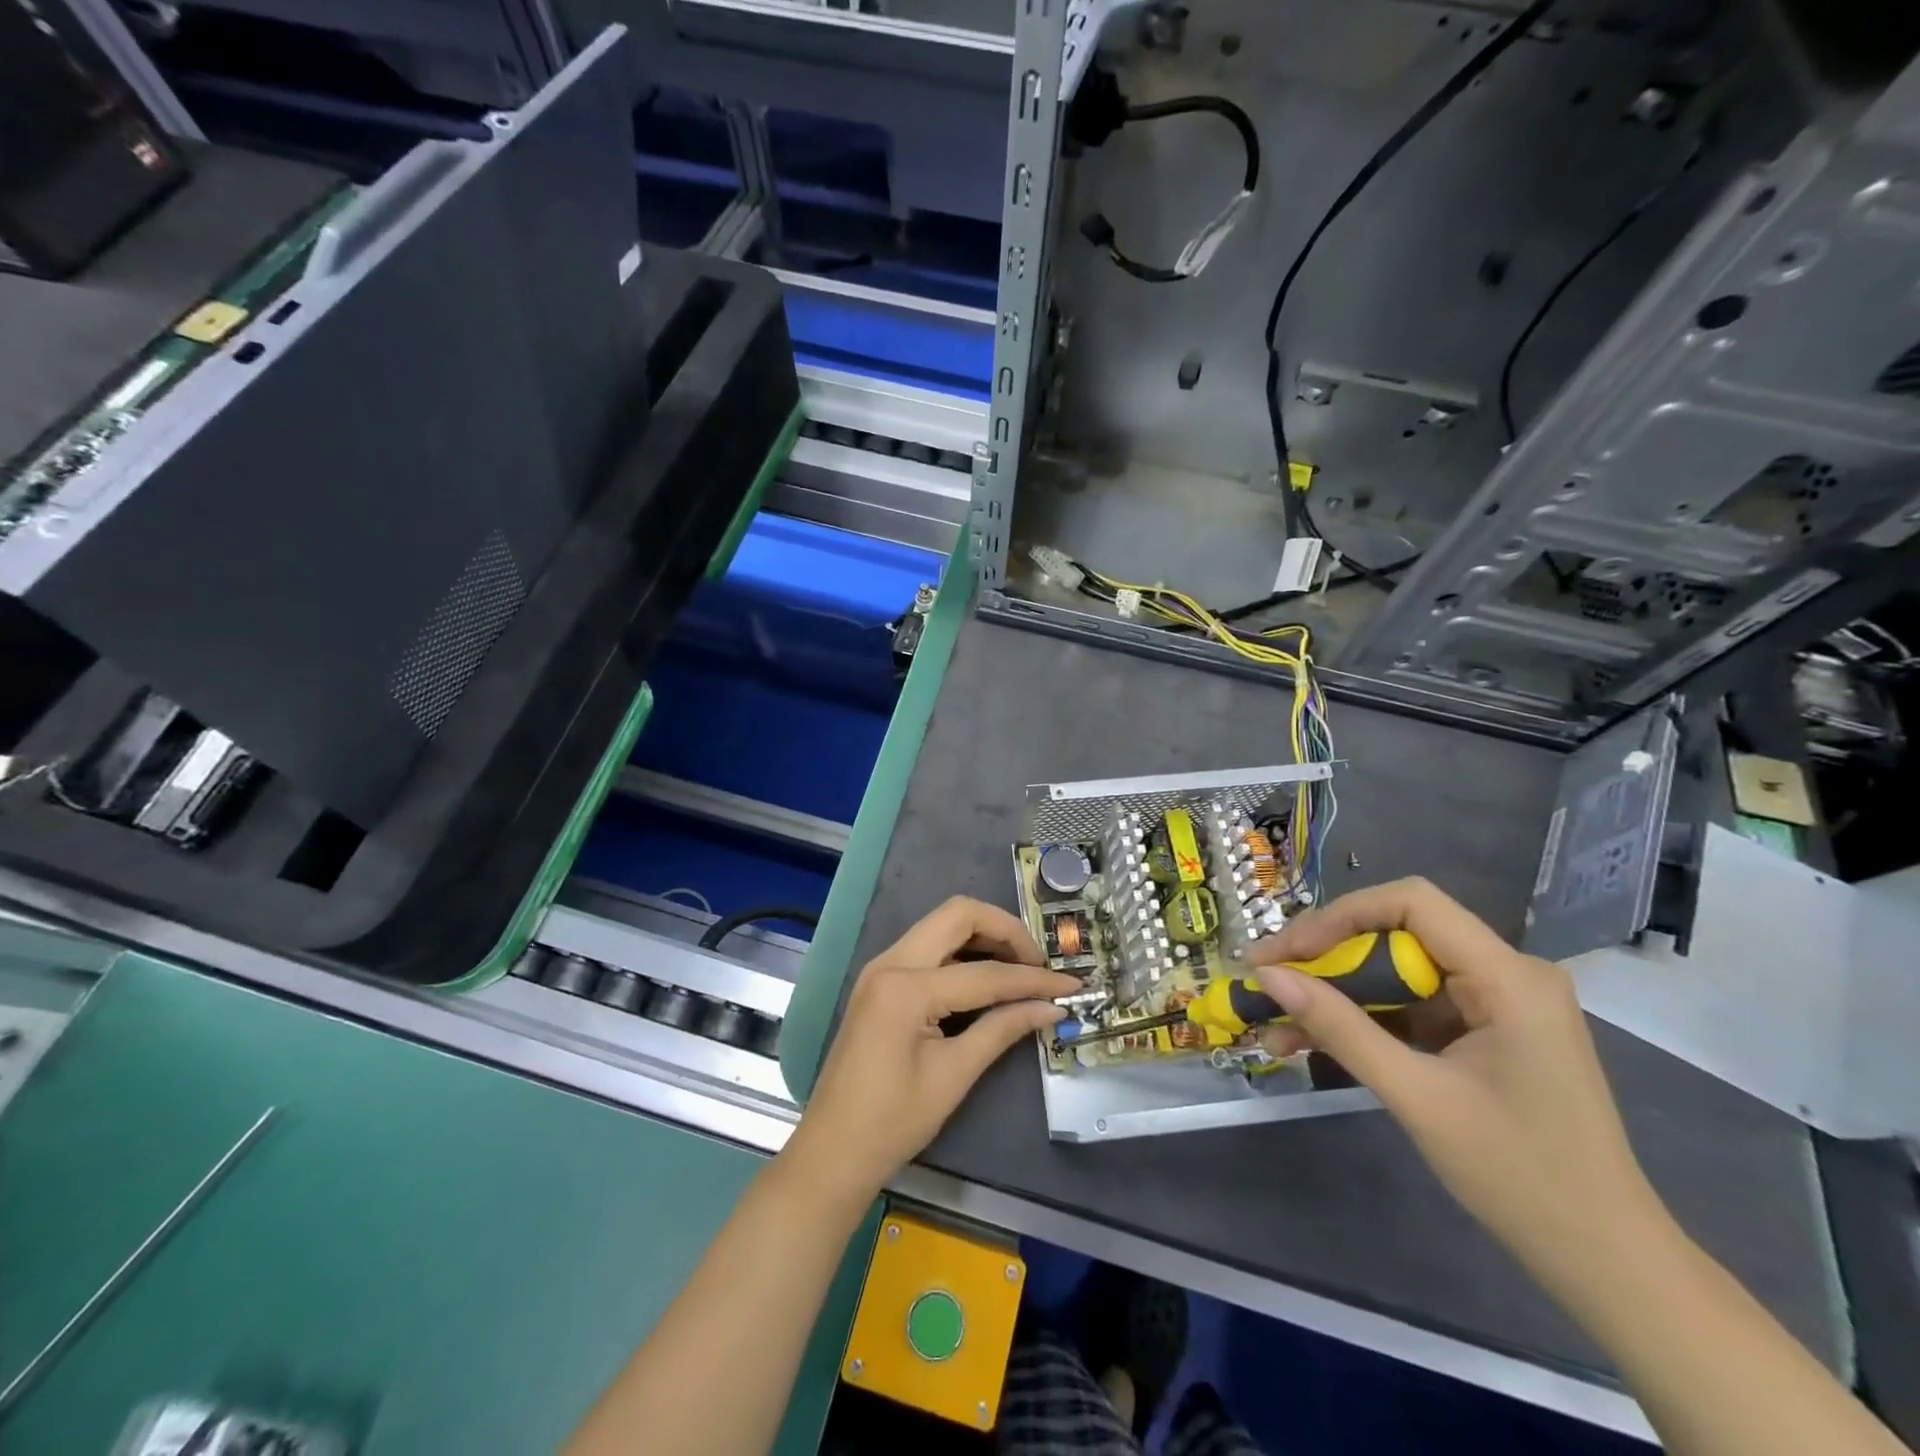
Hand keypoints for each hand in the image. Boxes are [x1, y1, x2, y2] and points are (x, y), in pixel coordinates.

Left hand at [784, 897, 1077, 1202]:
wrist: (832, 1151)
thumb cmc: (892, 1122)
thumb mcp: (954, 1075)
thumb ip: (1003, 1030)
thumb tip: (1051, 1008)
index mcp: (905, 987)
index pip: (984, 972)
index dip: (1032, 979)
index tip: (1071, 983)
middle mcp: (890, 962)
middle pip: (958, 914)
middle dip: (1005, 930)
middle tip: (1037, 963)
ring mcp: (882, 968)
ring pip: (942, 925)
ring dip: (984, 936)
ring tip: (1020, 967)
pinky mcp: (881, 980)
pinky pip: (929, 948)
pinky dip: (962, 952)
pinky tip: (987, 977)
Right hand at [1251, 879, 1663, 1275]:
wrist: (1606, 1261)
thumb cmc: (1520, 1176)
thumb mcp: (1417, 1097)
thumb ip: (1339, 1028)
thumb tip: (1268, 976)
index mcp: (1509, 978)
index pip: (1411, 903)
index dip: (1339, 916)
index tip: (1288, 953)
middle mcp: (1507, 973)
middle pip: (1398, 934)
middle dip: (1327, 957)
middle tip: (1269, 980)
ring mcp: (1498, 1002)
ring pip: (1397, 971)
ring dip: (1338, 993)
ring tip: (1278, 1020)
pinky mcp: (1486, 1030)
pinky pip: (1412, 1005)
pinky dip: (1365, 1020)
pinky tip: (1313, 1040)